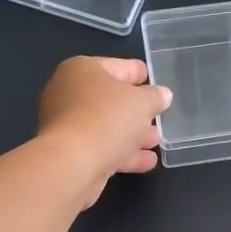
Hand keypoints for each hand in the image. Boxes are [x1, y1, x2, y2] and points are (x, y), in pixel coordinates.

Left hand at [37, 56, 171, 205]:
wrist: (72, 164)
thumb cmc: (107, 119)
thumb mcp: (142, 102)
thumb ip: (155, 96)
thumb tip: (162, 95)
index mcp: (83, 69)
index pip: (121, 67)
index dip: (142, 75)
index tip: (160, 84)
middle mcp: (70, 92)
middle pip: (112, 99)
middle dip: (138, 110)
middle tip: (160, 117)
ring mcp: (67, 124)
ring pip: (108, 126)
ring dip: (133, 134)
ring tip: (157, 142)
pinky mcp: (70, 152)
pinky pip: (102, 147)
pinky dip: (123, 153)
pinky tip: (147, 161)